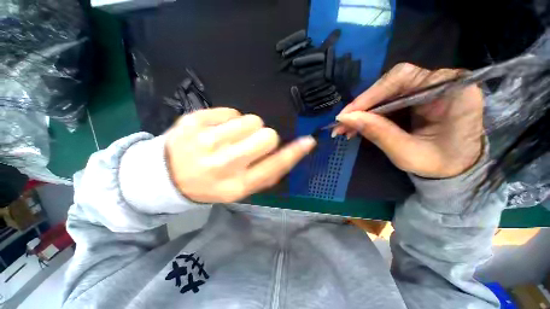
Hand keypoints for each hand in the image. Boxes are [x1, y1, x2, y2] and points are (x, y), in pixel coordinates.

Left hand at [165, 108, 315, 202]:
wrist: (168, 176)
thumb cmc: (211, 183)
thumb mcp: (239, 187)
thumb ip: (265, 171)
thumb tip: (290, 151)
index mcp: (236, 185)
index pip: (274, 166)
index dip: (294, 153)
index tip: (308, 141)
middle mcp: (223, 164)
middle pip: (267, 136)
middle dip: (265, 136)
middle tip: (251, 142)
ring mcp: (205, 141)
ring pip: (251, 120)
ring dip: (247, 128)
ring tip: (230, 138)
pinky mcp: (193, 121)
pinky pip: (231, 111)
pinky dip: (229, 120)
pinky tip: (216, 131)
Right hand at [333, 63, 483, 177]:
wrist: (456, 167)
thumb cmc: (440, 164)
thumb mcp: (407, 153)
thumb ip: (378, 133)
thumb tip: (346, 118)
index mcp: (452, 91)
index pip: (403, 79)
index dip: (370, 95)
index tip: (346, 114)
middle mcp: (441, 81)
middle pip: (391, 83)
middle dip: (362, 105)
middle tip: (342, 123)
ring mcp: (428, 87)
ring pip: (385, 92)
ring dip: (362, 111)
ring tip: (345, 128)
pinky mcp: (417, 96)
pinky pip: (387, 100)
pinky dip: (370, 113)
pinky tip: (357, 125)